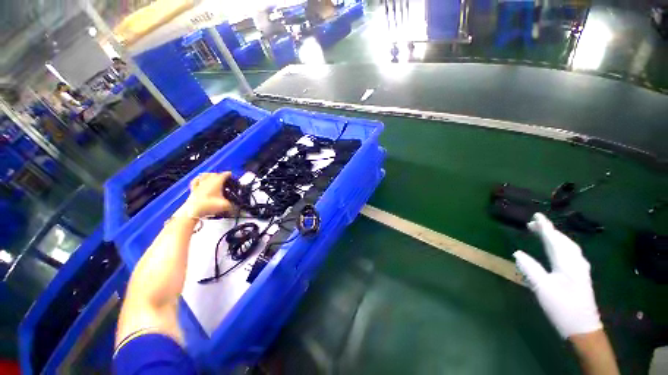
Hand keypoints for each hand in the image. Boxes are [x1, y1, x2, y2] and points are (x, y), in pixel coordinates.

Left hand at [178, 172, 233, 218]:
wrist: (193, 211)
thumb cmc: (210, 205)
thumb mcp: (225, 206)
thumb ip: (233, 205)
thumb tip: (236, 208)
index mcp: (217, 182)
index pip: (225, 174)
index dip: (229, 174)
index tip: (232, 176)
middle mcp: (208, 180)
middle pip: (215, 174)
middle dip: (221, 175)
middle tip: (225, 179)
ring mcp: (200, 184)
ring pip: (206, 175)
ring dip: (211, 175)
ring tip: (214, 177)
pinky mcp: (193, 188)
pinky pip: (196, 180)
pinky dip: (199, 178)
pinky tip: (200, 179)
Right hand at [513, 213, 601, 338]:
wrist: (583, 328)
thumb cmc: (562, 307)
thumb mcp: (543, 288)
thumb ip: (530, 268)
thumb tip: (517, 252)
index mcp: (567, 263)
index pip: (554, 240)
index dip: (545, 227)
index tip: (536, 215)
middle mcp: (576, 262)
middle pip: (563, 241)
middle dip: (549, 230)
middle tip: (533, 224)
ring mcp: (580, 269)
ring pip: (568, 246)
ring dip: (556, 237)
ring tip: (543, 233)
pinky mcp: (580, 275)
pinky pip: (570, 253)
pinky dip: (561, 245)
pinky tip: (558, 248)